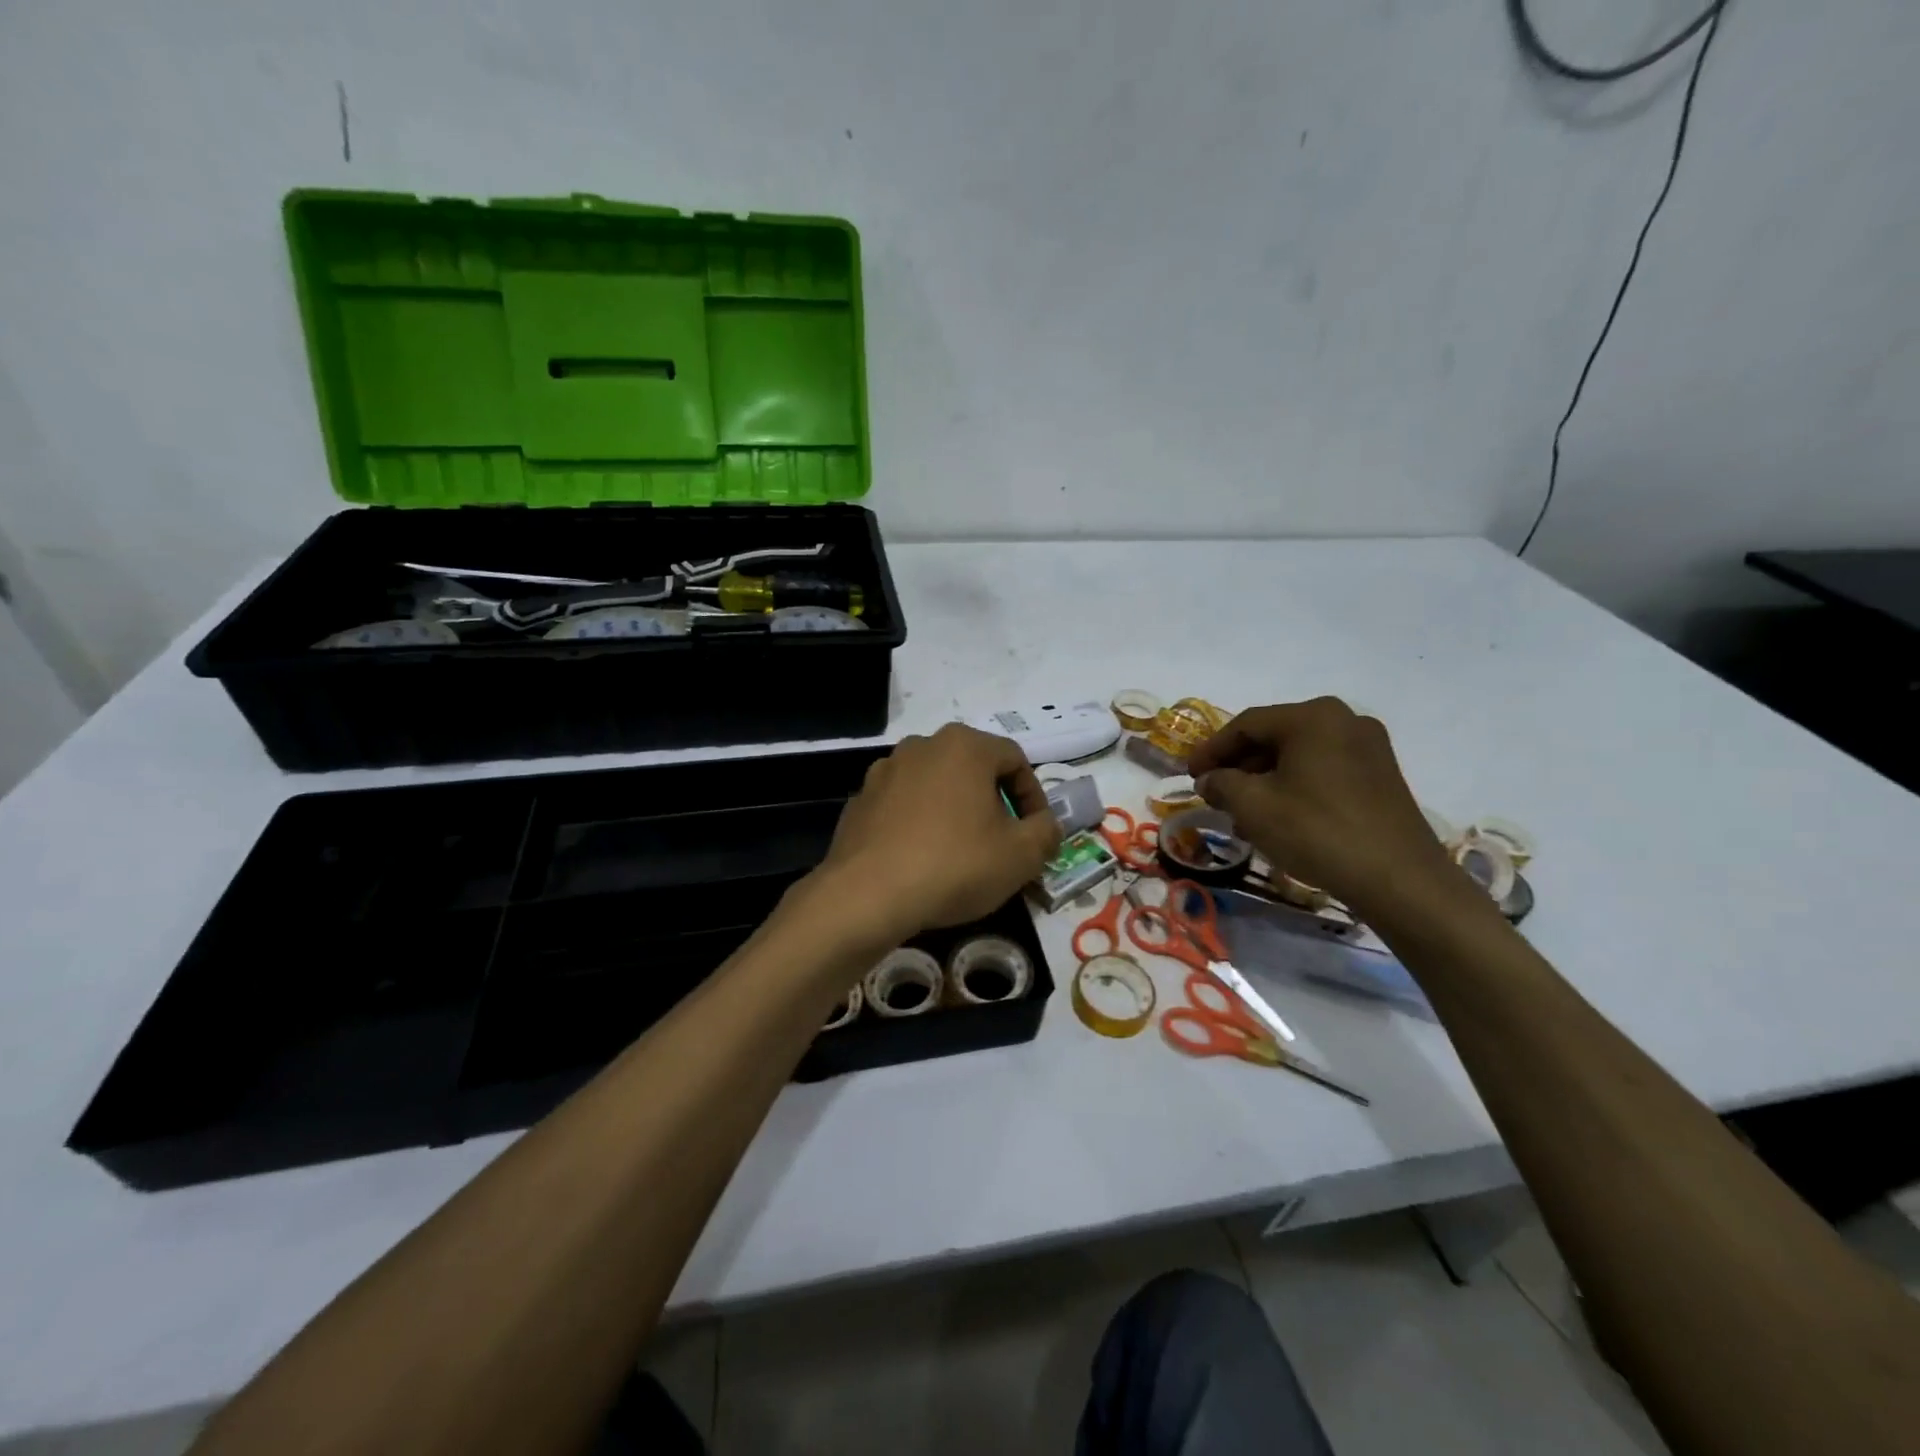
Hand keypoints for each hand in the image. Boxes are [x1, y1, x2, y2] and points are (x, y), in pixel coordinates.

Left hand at [812, 725, 1062, 942]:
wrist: (867, 895)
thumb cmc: (954, 865)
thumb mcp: (1021, 855)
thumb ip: (1046, 832)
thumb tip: (1046, 825)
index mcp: (964, 745)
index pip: (1015, 760)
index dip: (1033, 796)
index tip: (1036, 832)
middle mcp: (922, 745)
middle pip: (973, 768)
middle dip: (994, 802)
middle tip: (1002, 843)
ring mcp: (884, 771)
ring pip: (936, 785)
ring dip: (955, 811)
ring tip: (961, 853)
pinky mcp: (860, 800)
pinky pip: (903, 806)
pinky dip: (919, 824)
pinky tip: (921, 860)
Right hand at [1188, 698, 1456, 917]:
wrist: (1399, 879)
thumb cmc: (1317, 831)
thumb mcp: (1253, 806)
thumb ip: (1222, 784)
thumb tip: (1210, 780)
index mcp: (1313, 716)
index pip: (1246, 724)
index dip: (1211, 749)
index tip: (1190, 775)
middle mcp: (1344, 720)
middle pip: (1275, 736)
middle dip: (1239, 765)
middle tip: (1214, 792)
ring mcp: (1369, 748)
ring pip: (1299, 755)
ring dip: (1265, 779)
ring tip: (1243, 812)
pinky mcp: (1382, 777)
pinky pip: (1324, 770)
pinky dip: (1295, 786)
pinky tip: (1279, 817)